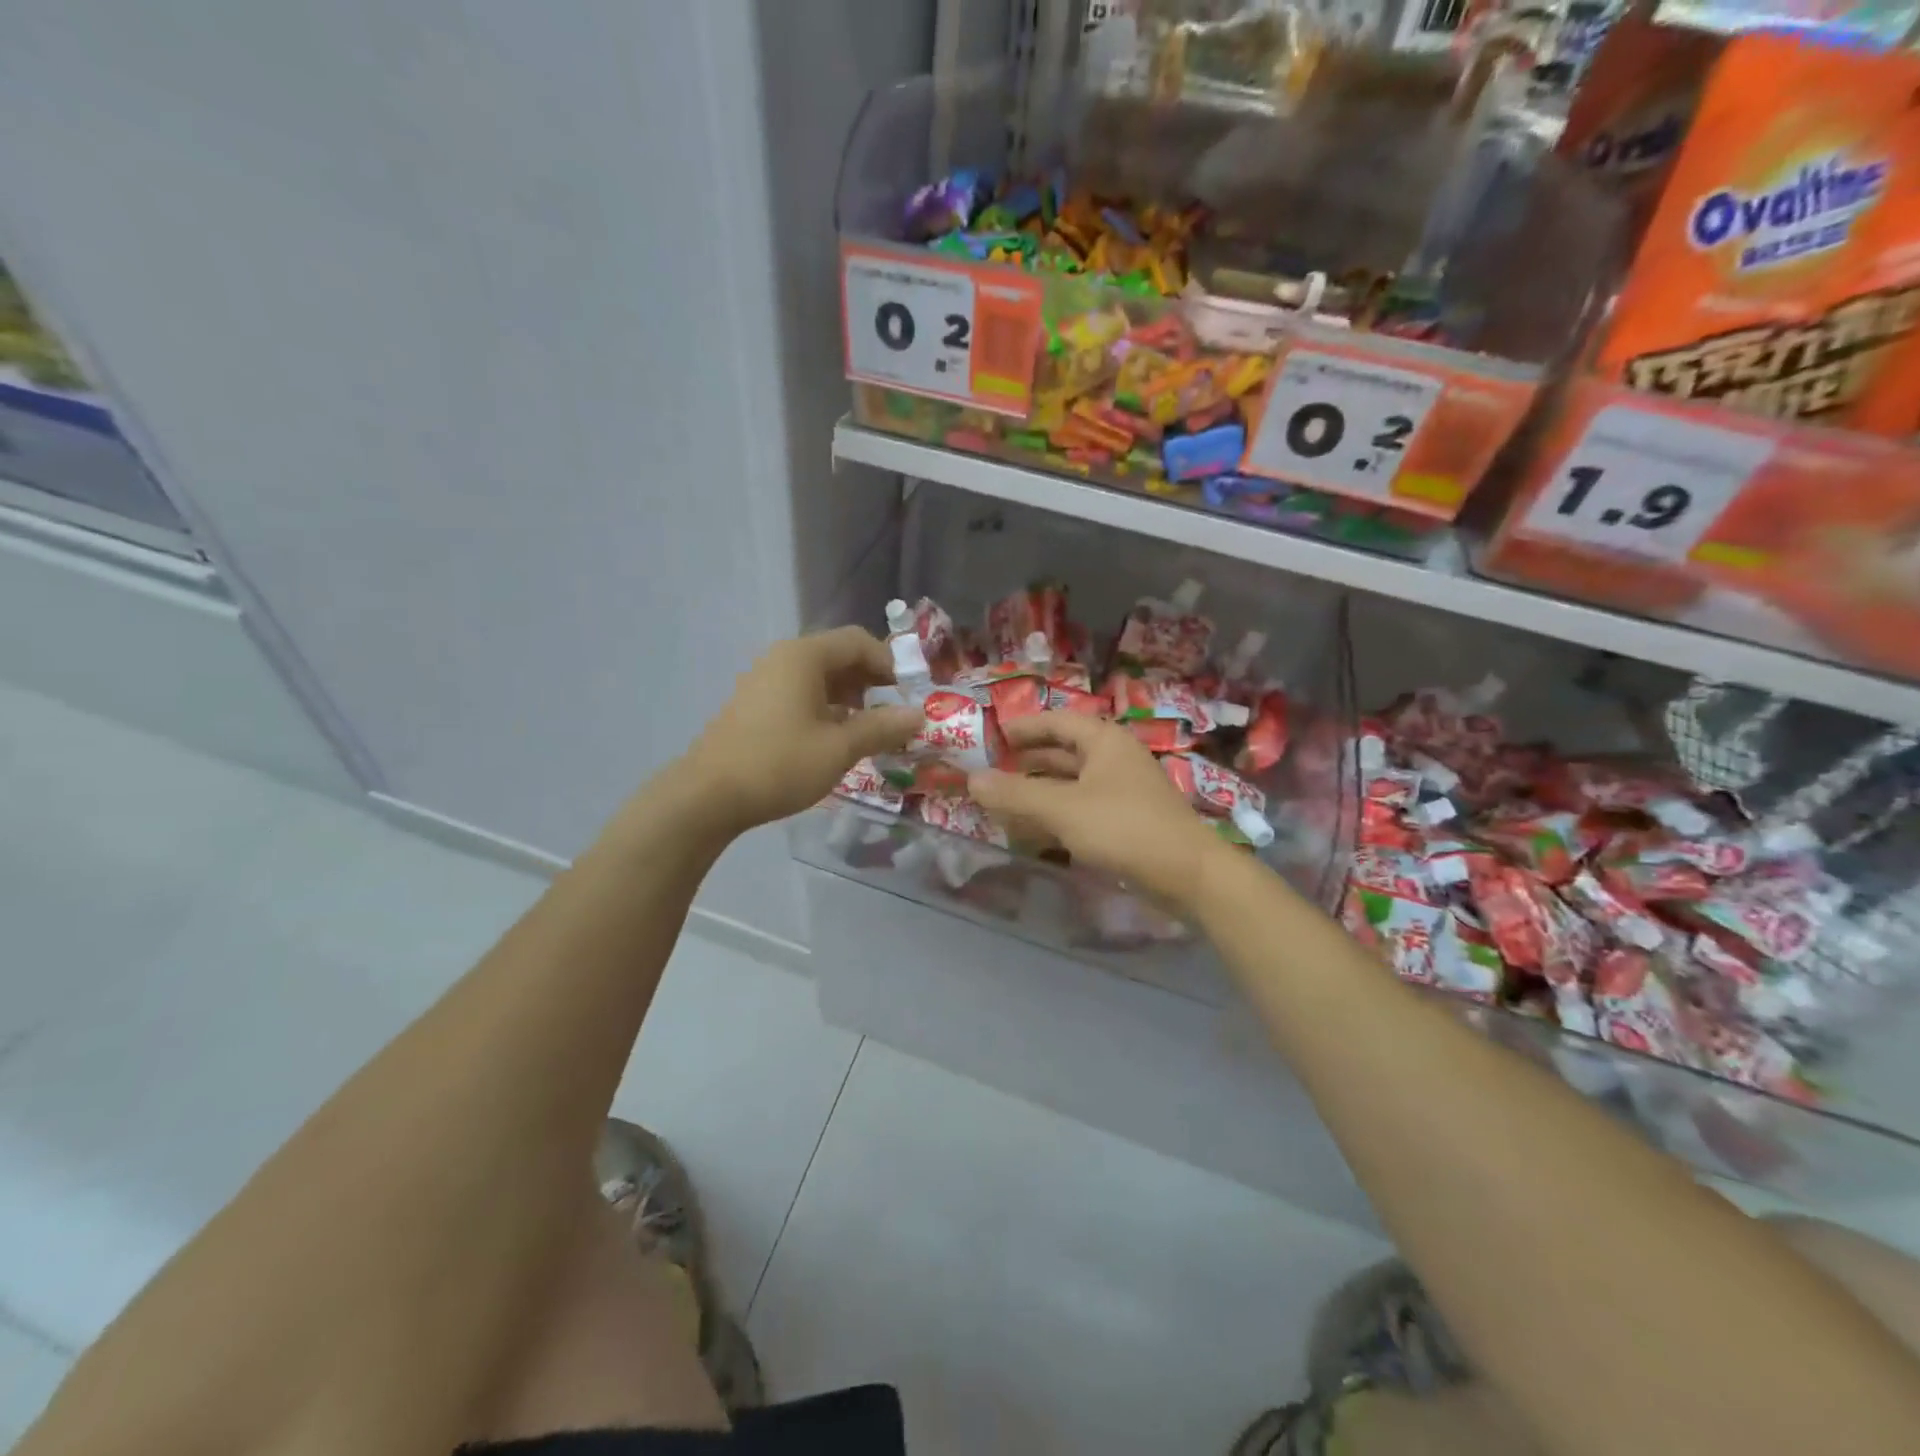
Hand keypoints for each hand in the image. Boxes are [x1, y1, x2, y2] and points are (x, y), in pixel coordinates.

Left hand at [685, 628, 922, 834]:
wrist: (708, 796)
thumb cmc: (780, 764)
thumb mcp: (839, 748)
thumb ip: (882, 727)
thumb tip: (919, 715)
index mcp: (804, 657)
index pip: (858, 641)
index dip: (890, 663)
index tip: (910, 695)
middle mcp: (782, 659)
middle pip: (838, 657)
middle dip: (872, 682)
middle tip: (895, 714)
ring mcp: (764, 682)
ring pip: (819, 679)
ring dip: (851, 698)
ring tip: (871, 730)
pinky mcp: (755, 706)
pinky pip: (800, 695)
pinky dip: (826, 709)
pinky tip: (836, 739)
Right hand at [969, 713, 1226, 910]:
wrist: (1188, 874)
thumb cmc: (1124, 828)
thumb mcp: (1062, 808)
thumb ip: (1015, 794)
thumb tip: (971, 779)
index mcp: (1103, 741)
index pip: (1056, 722)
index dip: (1023, 727)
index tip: (992, 735)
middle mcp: (1114, 758)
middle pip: (1063, 751)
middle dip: (1027, 760)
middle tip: (991, 770)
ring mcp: (1122, 791)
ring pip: (1071, 782)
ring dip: (1039, 790)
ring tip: (1004, 800)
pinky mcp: (1127, 821)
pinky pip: (1082, 808)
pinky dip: (1056, 813)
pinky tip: (1035, 829)